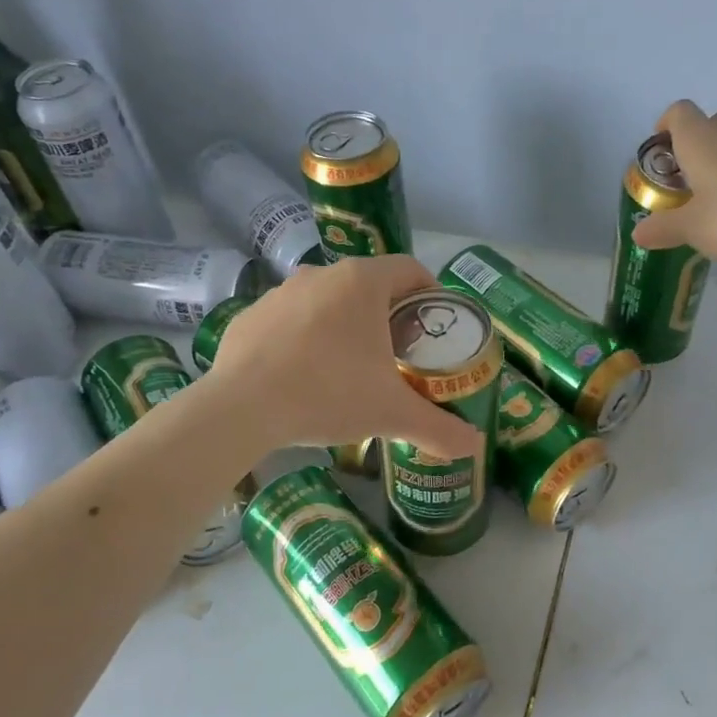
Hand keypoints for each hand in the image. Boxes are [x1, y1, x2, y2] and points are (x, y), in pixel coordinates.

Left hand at [206, 255, 481, 458]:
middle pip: (369, 285)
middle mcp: (321, 275)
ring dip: (344, 325)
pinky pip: (289, 321)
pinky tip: (303, 376)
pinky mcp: (249, 316)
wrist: (241, 408)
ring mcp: (280, 293)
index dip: (430, 293)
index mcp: (362, 282)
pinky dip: (304, 339)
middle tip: (399, 355)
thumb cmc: (329, 394)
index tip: (435, 326)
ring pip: (327, 301)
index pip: (410, 270)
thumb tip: (476, 446)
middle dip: (389, 315)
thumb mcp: (392, 414)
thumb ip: (438, 428)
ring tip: (350, 368)